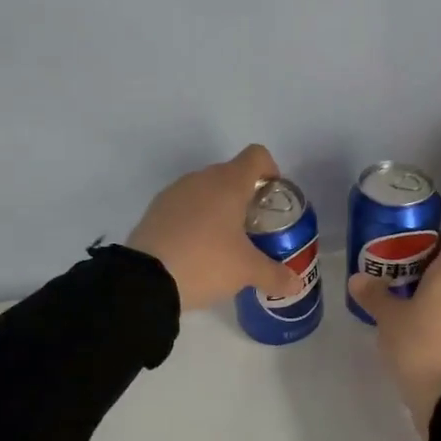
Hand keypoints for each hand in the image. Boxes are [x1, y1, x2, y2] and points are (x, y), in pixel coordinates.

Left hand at [128, 145, 303, 311]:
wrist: (145, 280)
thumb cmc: (206, 262)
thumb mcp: (246, 271)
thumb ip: (275, 275)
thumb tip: (295, 284)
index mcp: (229, 183)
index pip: (257, 156)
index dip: (270, 171)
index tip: (272, 198)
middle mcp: (201, 179)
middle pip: (231, 173)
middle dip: (245, 195)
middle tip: (252, 228)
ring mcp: (174, 192)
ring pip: (205, 189)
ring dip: (217, 207)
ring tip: (223, 242)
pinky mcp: (155, 210)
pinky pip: (183, 205)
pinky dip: (194, 218)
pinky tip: (195, 249)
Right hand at [348, 231, 440, 435]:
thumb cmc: (418, 344)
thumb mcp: (388, 318)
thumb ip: (374, 295)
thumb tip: (357, 278)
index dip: (437, 234)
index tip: (412, 238)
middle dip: (424, 263)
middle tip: (394, 265)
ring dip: (426, 290)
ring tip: (396, 292)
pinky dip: (431, 311)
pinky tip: (408, 321)